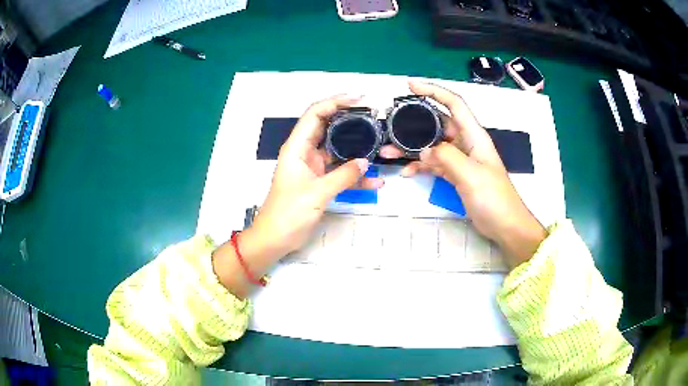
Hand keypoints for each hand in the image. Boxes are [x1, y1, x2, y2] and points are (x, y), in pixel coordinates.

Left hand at [212, 95, 383, 297]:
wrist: (275, 239)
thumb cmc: (288, 213)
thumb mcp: (317, 193)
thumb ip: (343, 176)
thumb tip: (366, 162)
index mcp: (297, 148)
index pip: (315, 114)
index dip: (335, 102)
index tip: (359, 99)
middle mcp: (304, 152)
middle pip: (327, 126)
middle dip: (348, 117)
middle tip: (372, 114)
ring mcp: (313, 167)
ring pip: (336, 148)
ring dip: (355, 145)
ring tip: (378, 140)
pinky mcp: (319, 181)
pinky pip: (340, 172)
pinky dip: (355, 174)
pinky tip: (374, 179)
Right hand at [380, 81, 545, 268]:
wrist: (505, 225)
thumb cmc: (494, 198)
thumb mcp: (471, 174)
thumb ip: (447, 157)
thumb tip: (424, 151)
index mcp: (474, 135)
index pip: (454, 104)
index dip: (434, 91)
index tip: (411, 85)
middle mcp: (466, 143)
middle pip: (438, 124)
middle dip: (415, 122)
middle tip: (392, 124)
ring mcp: (461, 160)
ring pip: (433, 146)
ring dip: (412, 148)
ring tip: (389, 152)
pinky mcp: (456, 175)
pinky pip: (434, 165)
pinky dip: (421, 167)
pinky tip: (407, 173)